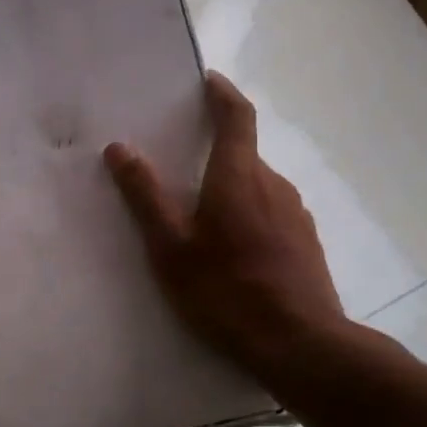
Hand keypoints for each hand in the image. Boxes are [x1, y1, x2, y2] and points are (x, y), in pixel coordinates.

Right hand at [106, 73, 344, 374]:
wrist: (300, 344)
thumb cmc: (226, 292)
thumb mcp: (172, 249)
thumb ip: (146, 197)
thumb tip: (120, 148)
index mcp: (238, 176)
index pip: (237, 116)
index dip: (222, 94)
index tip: (208, 82)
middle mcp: (273, 184)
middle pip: (244, 154)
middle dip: (215, 153)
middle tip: (182, 173)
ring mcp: (296, 213)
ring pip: (257, 187)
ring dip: (232, 189)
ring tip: (204, 223)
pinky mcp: (306, 241)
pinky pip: (272, 213)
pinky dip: (250, 216)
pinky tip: (235, 253)